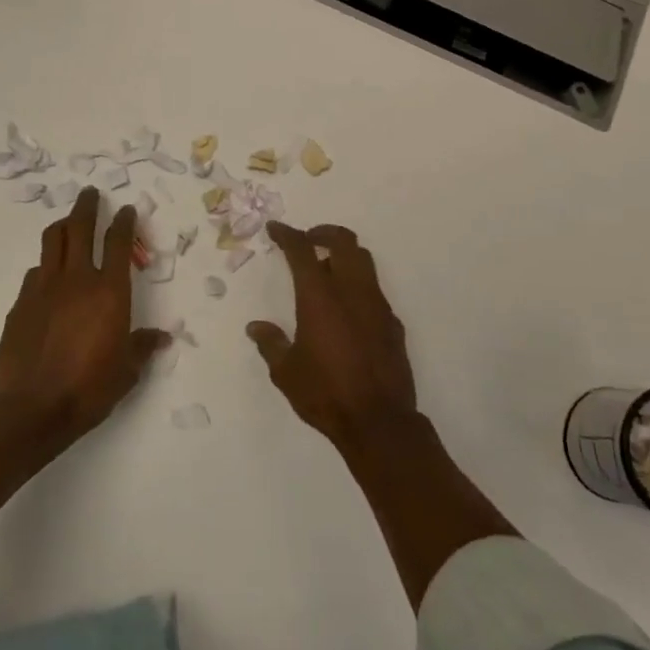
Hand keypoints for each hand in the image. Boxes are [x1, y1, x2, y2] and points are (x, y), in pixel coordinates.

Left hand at [0, 187, 168, 446]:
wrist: (31, 409)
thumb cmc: (89, 388)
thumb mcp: (126, 371)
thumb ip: (142, 346)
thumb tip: (161, 337)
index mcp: (110, 292)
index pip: (120, 243)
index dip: (124, 221)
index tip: (126, 209)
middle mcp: (77, 280)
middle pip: (80, 228)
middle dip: (87, 206)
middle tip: (90, 193)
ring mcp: (44, 288)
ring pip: (51, 241)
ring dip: (62, 226)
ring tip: (67, 222)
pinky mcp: (20, 304)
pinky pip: (35, 272)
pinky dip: (45, 265)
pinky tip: (47, 275)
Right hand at [248, 222, 417, 451]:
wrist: (379, 420)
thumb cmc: (325, 393)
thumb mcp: (286, 372)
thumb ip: (271, 343)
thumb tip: (256, 327)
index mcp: (320, 297)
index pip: (302, 251)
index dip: (287, 235)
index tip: (275, 229)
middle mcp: (351, 291)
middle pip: (343, 241)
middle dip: (323, 233)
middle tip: (307, 240)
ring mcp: (377, 304)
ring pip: (364, 261)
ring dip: (344, 254)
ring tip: (326, 269)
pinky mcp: (392, 322)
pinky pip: (375, 290)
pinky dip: (358, 285)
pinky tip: (347, 308)